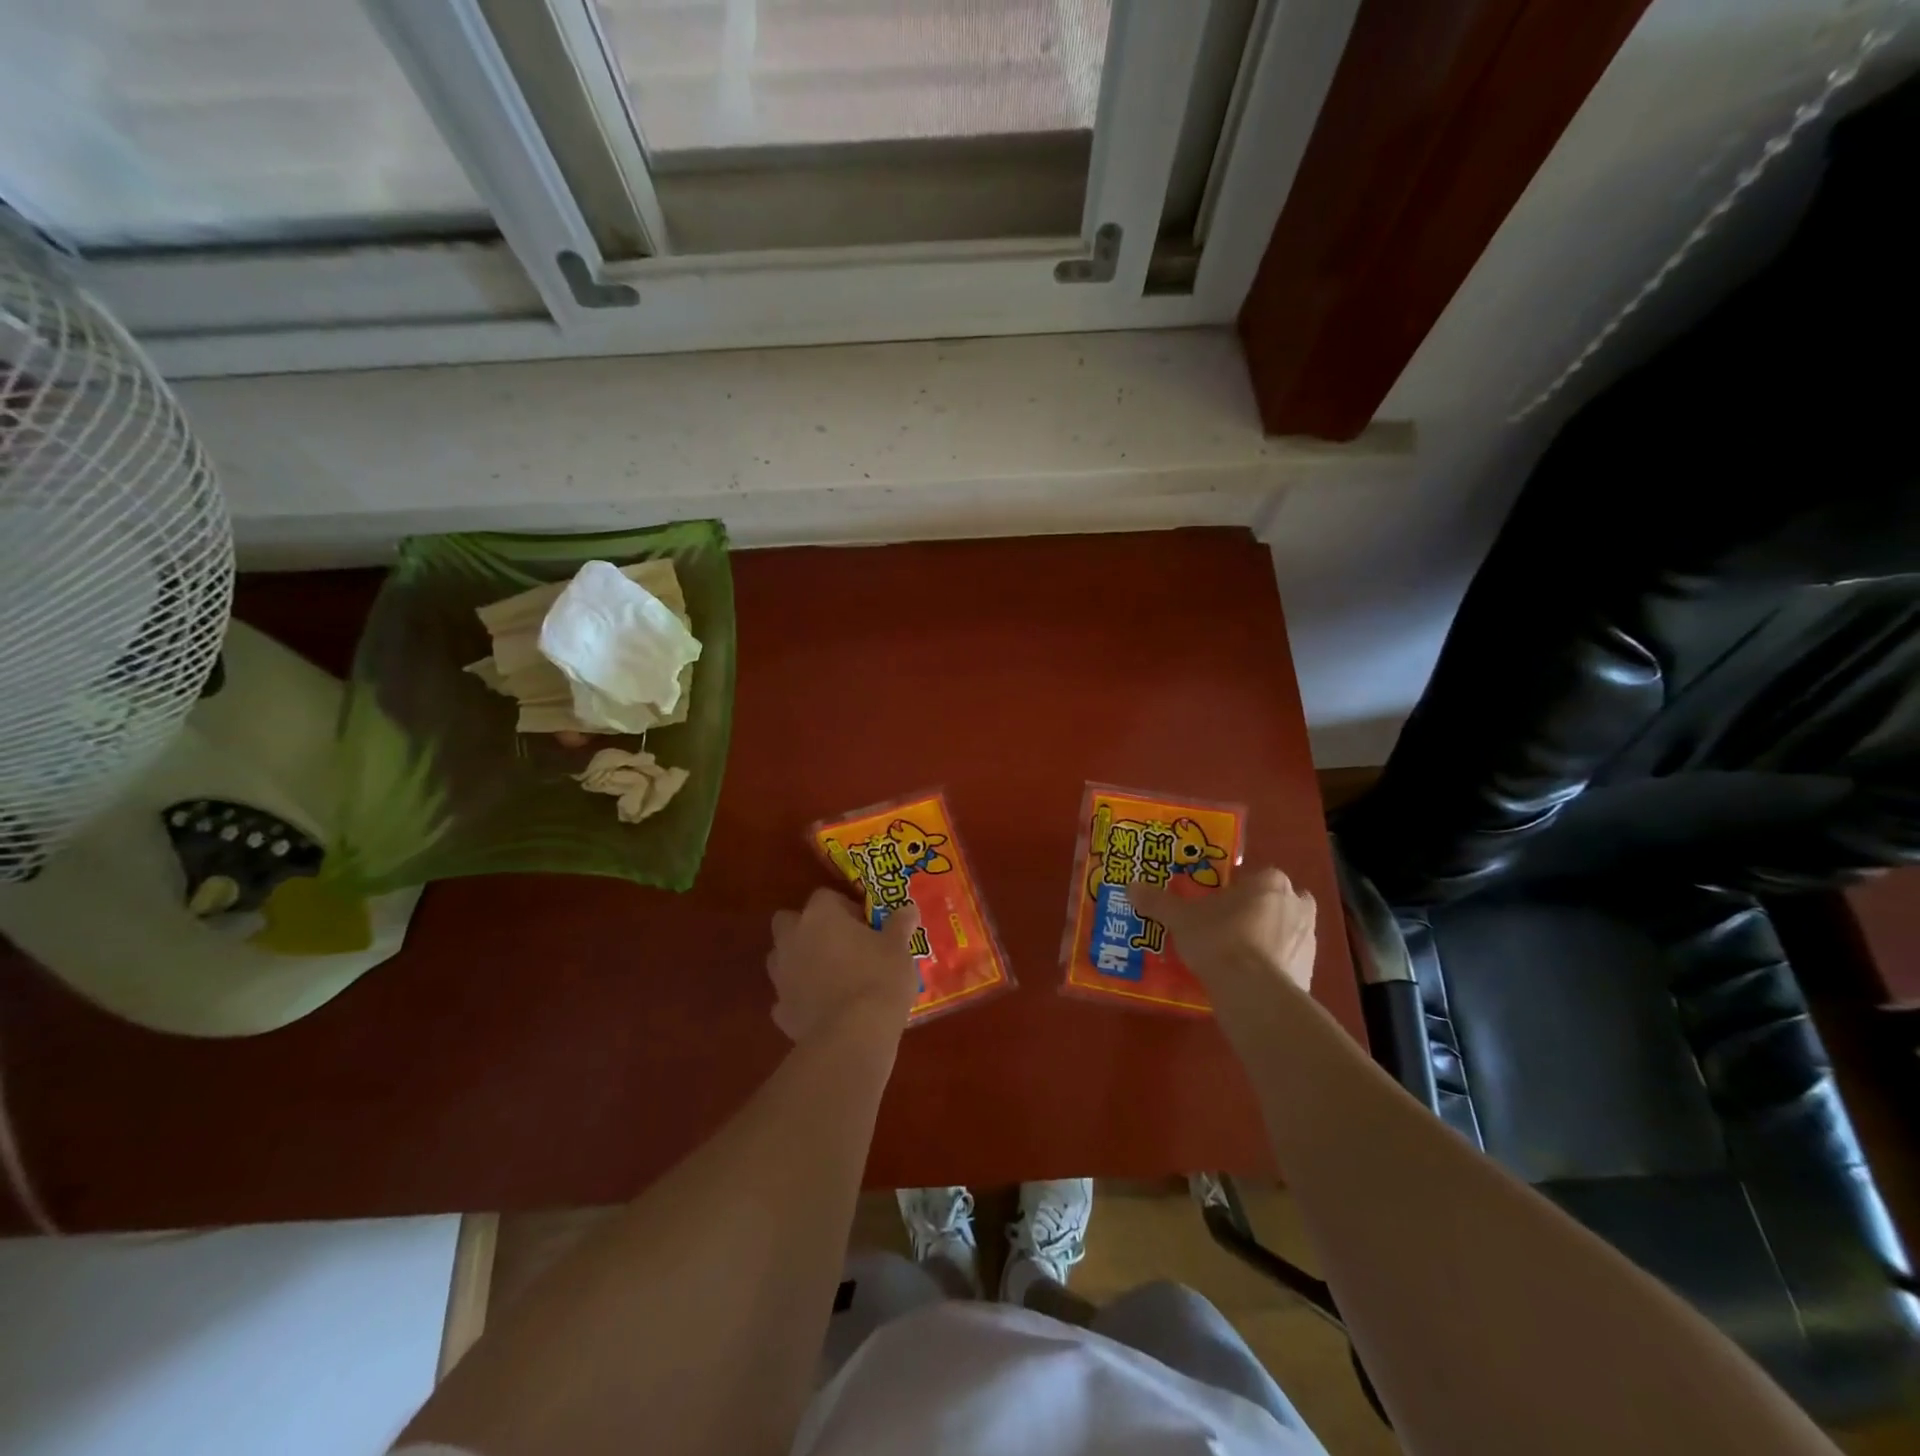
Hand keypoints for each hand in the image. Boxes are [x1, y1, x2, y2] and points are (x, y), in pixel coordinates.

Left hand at [767, 888, 921, 1045]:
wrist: (852, 1036)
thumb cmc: (878, 979)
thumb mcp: (899, 948)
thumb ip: (900, 924)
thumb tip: (908, 908)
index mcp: (821, 916)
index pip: (825, 896)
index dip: (845, 907)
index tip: (865, 924)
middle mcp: (793, 939)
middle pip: (789, 921)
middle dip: (808, 928)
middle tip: (839, 943)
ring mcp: (781, 975)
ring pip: (782, 958)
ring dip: (800, 961)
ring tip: (830, 976)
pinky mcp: (780, 1010)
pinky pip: (787, 996)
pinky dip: (800, 999)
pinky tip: (822, 1009)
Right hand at [1128, 867, 1316, 1001]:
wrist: (1254, 993)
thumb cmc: (1219, 940)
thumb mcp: (1180, 919)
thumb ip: (1158, 901)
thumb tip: (1131, 887)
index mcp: (1270, 882)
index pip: (1253, 877)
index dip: (1232, 890)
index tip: (1213, 905)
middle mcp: (1297, 904)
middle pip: (1273, 902)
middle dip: (1255, 912)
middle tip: (1226, 927)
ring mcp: (1309, 939)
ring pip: (1284, 931)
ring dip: (1266, 939)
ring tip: (1234, 956)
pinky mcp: (1311, 972)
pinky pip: (1287, 961)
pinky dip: (1272, 966)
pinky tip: (1247, 979)